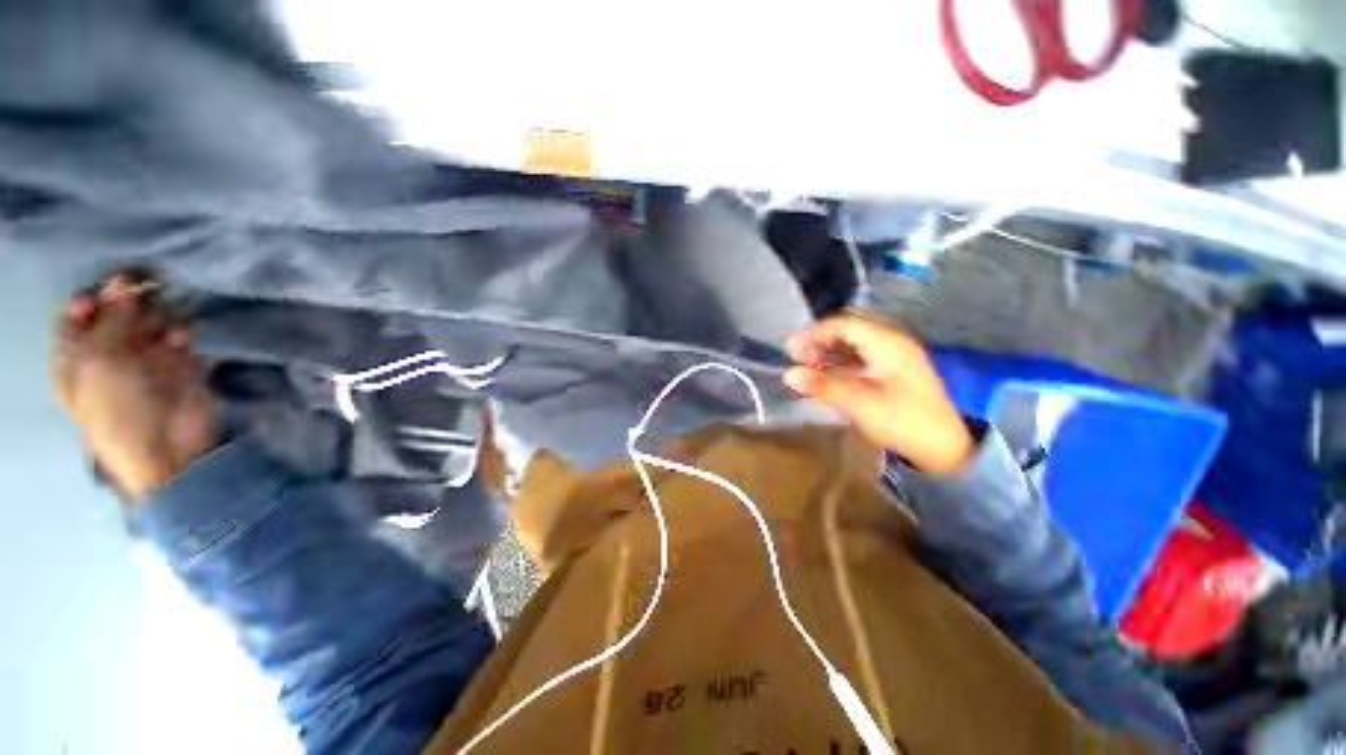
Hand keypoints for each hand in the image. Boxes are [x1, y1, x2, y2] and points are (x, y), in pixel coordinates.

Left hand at [52, 271, 218, 501]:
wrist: (170, 446)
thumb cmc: (119, 409)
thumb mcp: (101, 362)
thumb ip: (111, 318)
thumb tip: (124, 280)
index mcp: (75, 359)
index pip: (76, 315)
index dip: (91, 299)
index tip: (111, 287)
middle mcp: (106, 354)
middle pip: (114, 314)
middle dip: (130, 302)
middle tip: (148, 289)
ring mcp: (143, 359)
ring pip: (149, 321)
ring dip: (158, 318)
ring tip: (165, 327)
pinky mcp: (178, 363)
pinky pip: (179, 336)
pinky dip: (181, 333)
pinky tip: (183, 341)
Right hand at [783, 314, 973, 474]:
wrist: (945, 448)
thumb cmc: (902, 422)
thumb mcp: (858, 405)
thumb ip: (823, 386)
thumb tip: (788, 374)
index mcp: (888, 344)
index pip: (845, 325)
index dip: (816, 333)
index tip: (792, 348)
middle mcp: (893, 343)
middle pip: (849, 332)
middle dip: (820, 341)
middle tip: (795, 356)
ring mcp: (896, 357)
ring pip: (855, 344)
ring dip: (829, 352)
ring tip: (806, 365)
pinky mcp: (896, 372)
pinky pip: (863, 357)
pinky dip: (842, 363)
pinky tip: (828, 375)